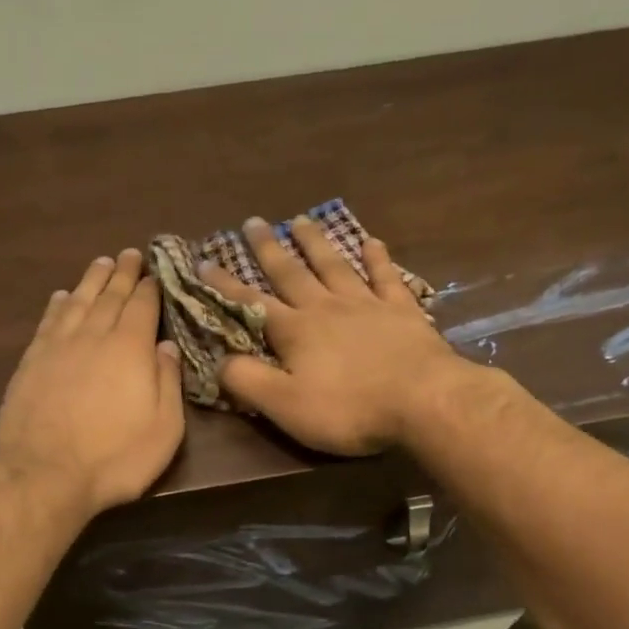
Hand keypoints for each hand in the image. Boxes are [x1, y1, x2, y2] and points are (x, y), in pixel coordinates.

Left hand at [0, 249, 184, 514]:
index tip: (154, 272)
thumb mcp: (163, 428)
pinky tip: (62, 296)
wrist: (44, 475)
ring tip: (101, 263)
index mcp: (130, 348)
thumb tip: (167, 346)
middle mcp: (94, 336)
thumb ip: (168, 382)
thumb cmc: (114, 458)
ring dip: (92, 280)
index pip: (142, 306)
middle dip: (123, 273)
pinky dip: (58, 304)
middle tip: (129, 254)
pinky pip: (48, 321)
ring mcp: (58, 346)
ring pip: (78, 301)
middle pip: (110, 296)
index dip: (150, 287)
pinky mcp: (32, 361)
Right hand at [201, 216, 473, 454]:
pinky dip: (377, 258)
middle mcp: (326, 308)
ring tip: (301, 220)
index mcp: (295, 331)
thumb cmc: (349, 408)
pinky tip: (372, 241)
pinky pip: (386, 277)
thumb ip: (247, 381)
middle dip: (268, 249)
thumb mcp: (285, 405)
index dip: (225, 284)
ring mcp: (366, 305)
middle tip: (253, 221)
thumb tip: (217, 360)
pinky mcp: (402, 311)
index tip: (204, 261)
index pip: (250, 303)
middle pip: (292, 273)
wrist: (424, 401)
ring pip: (334, 266)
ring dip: (316, 243)